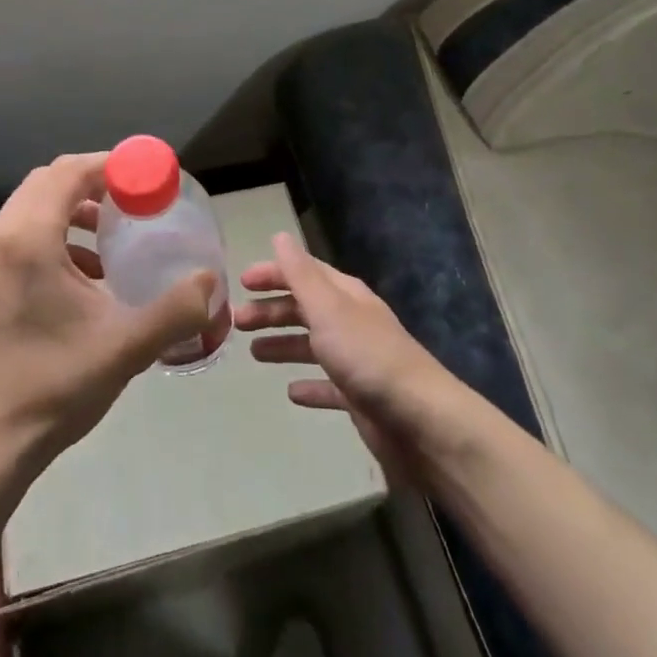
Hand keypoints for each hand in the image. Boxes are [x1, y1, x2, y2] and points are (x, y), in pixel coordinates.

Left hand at [0, 153, 216, 474]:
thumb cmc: (54, 386)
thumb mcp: (125, 347)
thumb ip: (175, 309)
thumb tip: (212, 280)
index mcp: (26, 239)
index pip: (69, 172)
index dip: (113, 165)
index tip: (151, 176)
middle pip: (50, 181)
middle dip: (96, 182)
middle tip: (138, 198)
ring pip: (35, 204)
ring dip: (76, 206)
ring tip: (116, 230)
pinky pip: (23, 230)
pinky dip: (57, 231)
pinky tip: (89, 269)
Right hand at [234, 233, 462, 480]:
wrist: (419, 420)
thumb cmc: (367, 356)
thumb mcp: (328, 308)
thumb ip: (301, 274)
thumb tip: (280, 236)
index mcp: (345, 296)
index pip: (305, 273)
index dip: (274, 274)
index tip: (241, 282)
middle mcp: (351, 322)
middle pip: (305, 309)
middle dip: (271, 311)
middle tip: (237, 322)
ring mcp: (356, 361)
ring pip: (312, 345)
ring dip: (283, 344)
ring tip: (253, 353)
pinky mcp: (359, 398)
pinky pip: (327, 386)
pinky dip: (308, 386)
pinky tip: (291, 393)